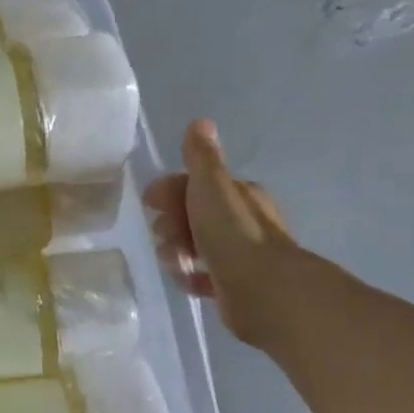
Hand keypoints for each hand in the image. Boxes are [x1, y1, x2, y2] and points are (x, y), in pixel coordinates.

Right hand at [144, 120, 297, 347]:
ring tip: (176, 262)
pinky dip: (191, 277)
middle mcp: (243, 222)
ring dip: (177, 251)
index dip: (169, 191)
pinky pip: (204, 276)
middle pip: (193, 216)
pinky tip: (187, 280)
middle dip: (171, 224)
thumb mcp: (211, 186)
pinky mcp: (235, 286)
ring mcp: (241, 255)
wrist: (263, 290)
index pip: (195, 185)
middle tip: (165, 236)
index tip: (150, 203)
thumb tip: (201, 121)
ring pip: (196, 246)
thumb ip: (202, 157)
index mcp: (239, 195)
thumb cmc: (232, 233)